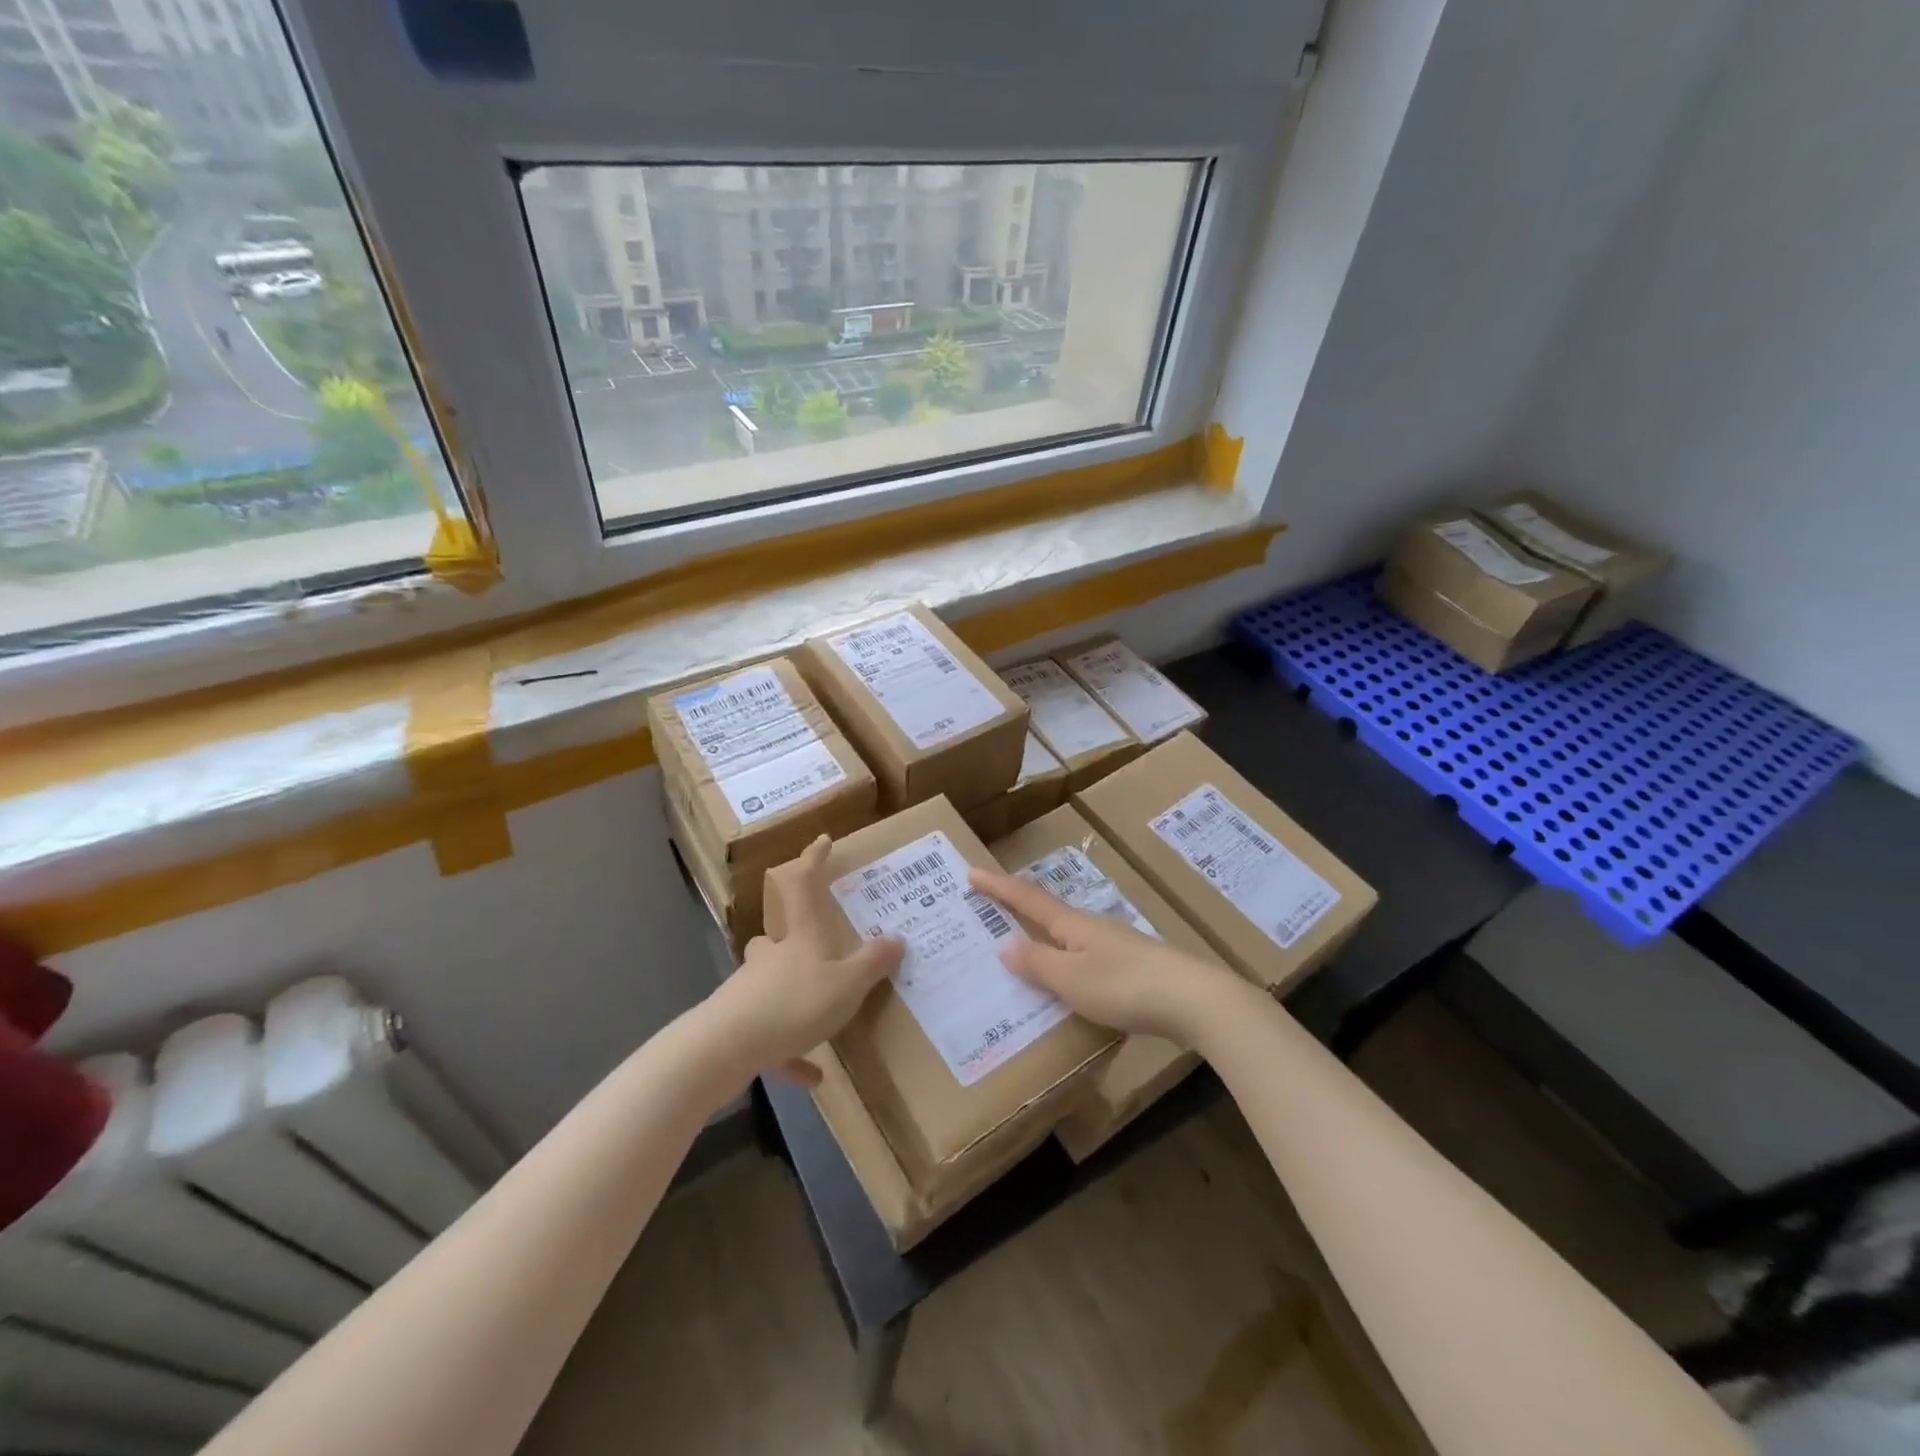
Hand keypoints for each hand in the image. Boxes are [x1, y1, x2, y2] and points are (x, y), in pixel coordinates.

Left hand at [706, 836, 902, 1085]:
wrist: (722, 1050)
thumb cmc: (792, 1005)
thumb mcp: (846, 985)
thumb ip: (872, 963)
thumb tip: (897, 937)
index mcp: (800, 938)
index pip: (805, 885)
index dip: (814, 860)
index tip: (821, 840)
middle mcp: (772, 958)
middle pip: (777, 936)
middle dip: (792, 935)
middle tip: (813, 943)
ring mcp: (751, 992)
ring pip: (771, 984)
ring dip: (793, 995)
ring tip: (821, 1016)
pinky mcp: (739, 1029)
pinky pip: (771, 1039)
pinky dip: (790, 1053)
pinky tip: (812, 1076)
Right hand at [967, 867, 1248, 1043]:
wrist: (1193, 999)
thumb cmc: (1124, 986)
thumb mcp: (1071, 979)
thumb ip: (1036, 963)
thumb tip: (1003, 944)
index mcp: (1072, 924)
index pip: (1026, 898)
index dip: (997, 887)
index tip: (971, 872)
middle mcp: (1091, 926)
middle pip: (1047, 912)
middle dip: (1017, 908)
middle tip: (988, 909)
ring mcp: (1115, 944)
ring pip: (1068, 935)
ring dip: (1041, 937)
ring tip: (1021, 948)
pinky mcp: (1132, 965)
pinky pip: (1085, 955)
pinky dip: (1064, 959)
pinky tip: (1066, 979)